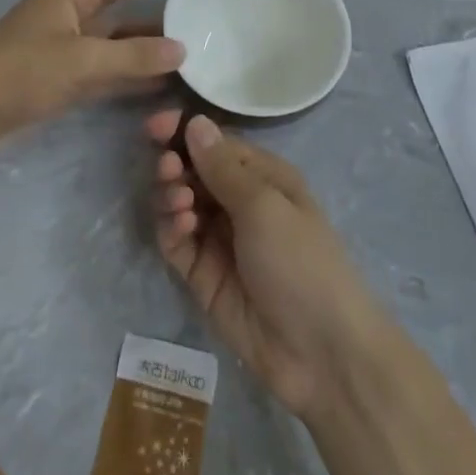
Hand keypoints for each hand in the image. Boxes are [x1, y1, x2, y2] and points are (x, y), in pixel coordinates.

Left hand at [0, 0, 211, 149]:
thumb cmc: (18, 72)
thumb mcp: (79, 61)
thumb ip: (132, 57)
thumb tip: (182, 49)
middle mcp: (78, 10)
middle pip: (133, 4)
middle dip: (169, 6)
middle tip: (212, 3)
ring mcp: (73, 43)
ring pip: (125, 39)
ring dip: (155, 44)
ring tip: (201, 43)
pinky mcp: (69, 73)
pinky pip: (114, 66)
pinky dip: (137, 71)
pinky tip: (167, 79)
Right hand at [149, 111, 388, 419]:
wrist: (320, 353)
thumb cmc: (301, 261)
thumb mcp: (265, 205)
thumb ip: (223, 166)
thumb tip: (195, 121)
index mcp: (262, 177)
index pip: (214, 143)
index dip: (183, 131)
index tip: (155, 127)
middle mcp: (238, 202)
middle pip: (191, 170)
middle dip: (174, 163)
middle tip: (168, 169)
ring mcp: (218, 239)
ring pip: (178, 202)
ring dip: (171, 194)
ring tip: (180, 203)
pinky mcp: (202, 274)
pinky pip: (175, 240)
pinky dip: (171, 227)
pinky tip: (182, 226)